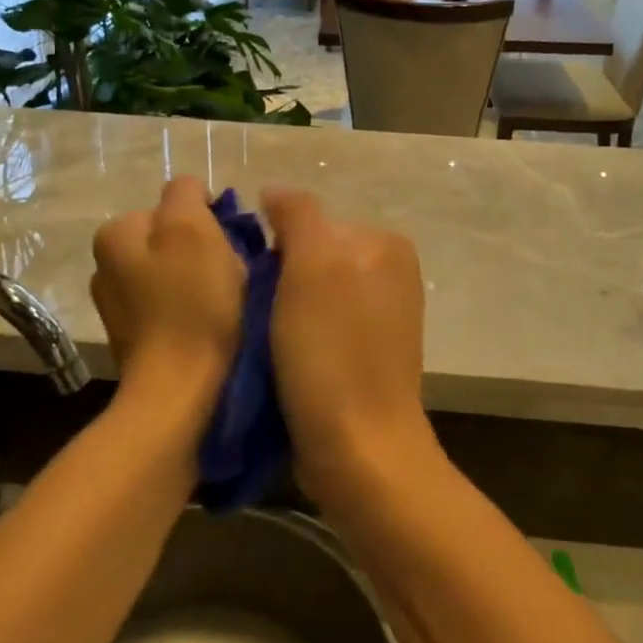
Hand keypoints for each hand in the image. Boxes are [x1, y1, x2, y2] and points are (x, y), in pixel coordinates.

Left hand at [90, 177, 244, 426]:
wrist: (180, 391)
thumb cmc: (191, 303)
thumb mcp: (192, 228)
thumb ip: (186, 193)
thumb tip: (190, 192)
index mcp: (116, 233)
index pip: (175, 203)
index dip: (208, 220)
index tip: (226, 247)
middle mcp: (106, 265)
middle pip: (175, 238)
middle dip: (206, 249)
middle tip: (230, 275)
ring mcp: (119, 305)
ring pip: (178, 272)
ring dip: (205, 280)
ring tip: (226, 303)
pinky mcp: (137, 338)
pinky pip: (175, 305)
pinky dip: (196, 309)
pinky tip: (212, 326)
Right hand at [260, 189, 437, 507]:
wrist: (360, 451)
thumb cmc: (331, 352)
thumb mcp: (311, 266)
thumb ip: (297, 214)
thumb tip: (275, 192)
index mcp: (385, 244)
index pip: (310, 222)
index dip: (274, 249)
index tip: (250, 283)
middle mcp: (392, 273)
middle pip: (311, 258)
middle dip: (279, 280)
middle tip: (255, 316)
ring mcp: (383, 317)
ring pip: (311, 295)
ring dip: (282, 313)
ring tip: (265, 344)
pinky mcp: (368, 356)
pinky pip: (320, 328)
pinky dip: (297, 339)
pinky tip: (282, 363)